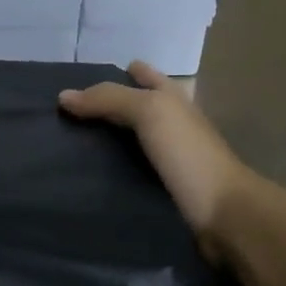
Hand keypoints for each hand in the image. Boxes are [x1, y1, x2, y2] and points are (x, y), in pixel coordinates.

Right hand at [59, 62, 252, 250]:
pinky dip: (112, 170)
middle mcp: (173, 124)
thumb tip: (64, 96)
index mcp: (173, 100)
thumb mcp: (149, 112)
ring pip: (133, 141)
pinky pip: (132, 171)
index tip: (81, 82)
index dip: (120, 73)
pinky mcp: (164, 188)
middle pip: (137, 107)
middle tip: (65, 114)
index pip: (145, 76)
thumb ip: (109, 99)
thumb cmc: (187, 153)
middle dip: (107, 106)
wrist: (221, 212)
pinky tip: (89, 176)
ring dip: (107, 141)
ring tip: (68, 144)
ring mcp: (170, 158)